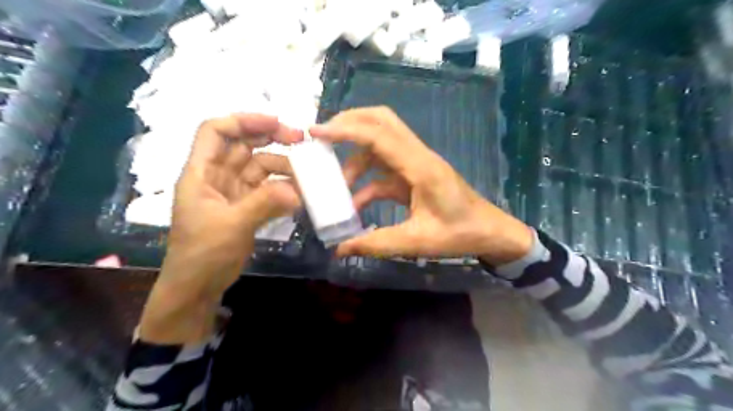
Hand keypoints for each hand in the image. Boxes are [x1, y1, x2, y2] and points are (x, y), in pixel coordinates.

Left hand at [139, 113, 303, 343]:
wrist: (198, 287)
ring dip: (283, 167)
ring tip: (307, 175)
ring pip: (260, 168)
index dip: (244, 121)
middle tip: (301, 141)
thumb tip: (298, 190)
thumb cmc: (203, 254)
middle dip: (271, 138)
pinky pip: (268, 189)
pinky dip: (284, 188)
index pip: (216, 131)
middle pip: (243, 146)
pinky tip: (301, 192)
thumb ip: (264, 203)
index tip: (276, 123)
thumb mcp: (232, 225)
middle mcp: (217, 177)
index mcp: (201, 173)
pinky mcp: (246, 207)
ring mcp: (234, 192)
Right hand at [308, 106, 533, 265]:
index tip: (316, 132)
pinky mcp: (414, 175)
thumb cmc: (460, 234)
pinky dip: (366, 181)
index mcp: (420, 167)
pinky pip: (384, 170)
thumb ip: (377, 244)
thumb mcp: (416, 242)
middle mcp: (417, 156)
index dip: (345, 130)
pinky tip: (356, 204)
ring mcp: (416, 164)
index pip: (378, 135)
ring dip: (355, 160)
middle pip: (381, 122)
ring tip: (336, 185)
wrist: (490, 232)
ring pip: (380, 144)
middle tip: (322, 138)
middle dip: (349, 124)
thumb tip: (340, 249)